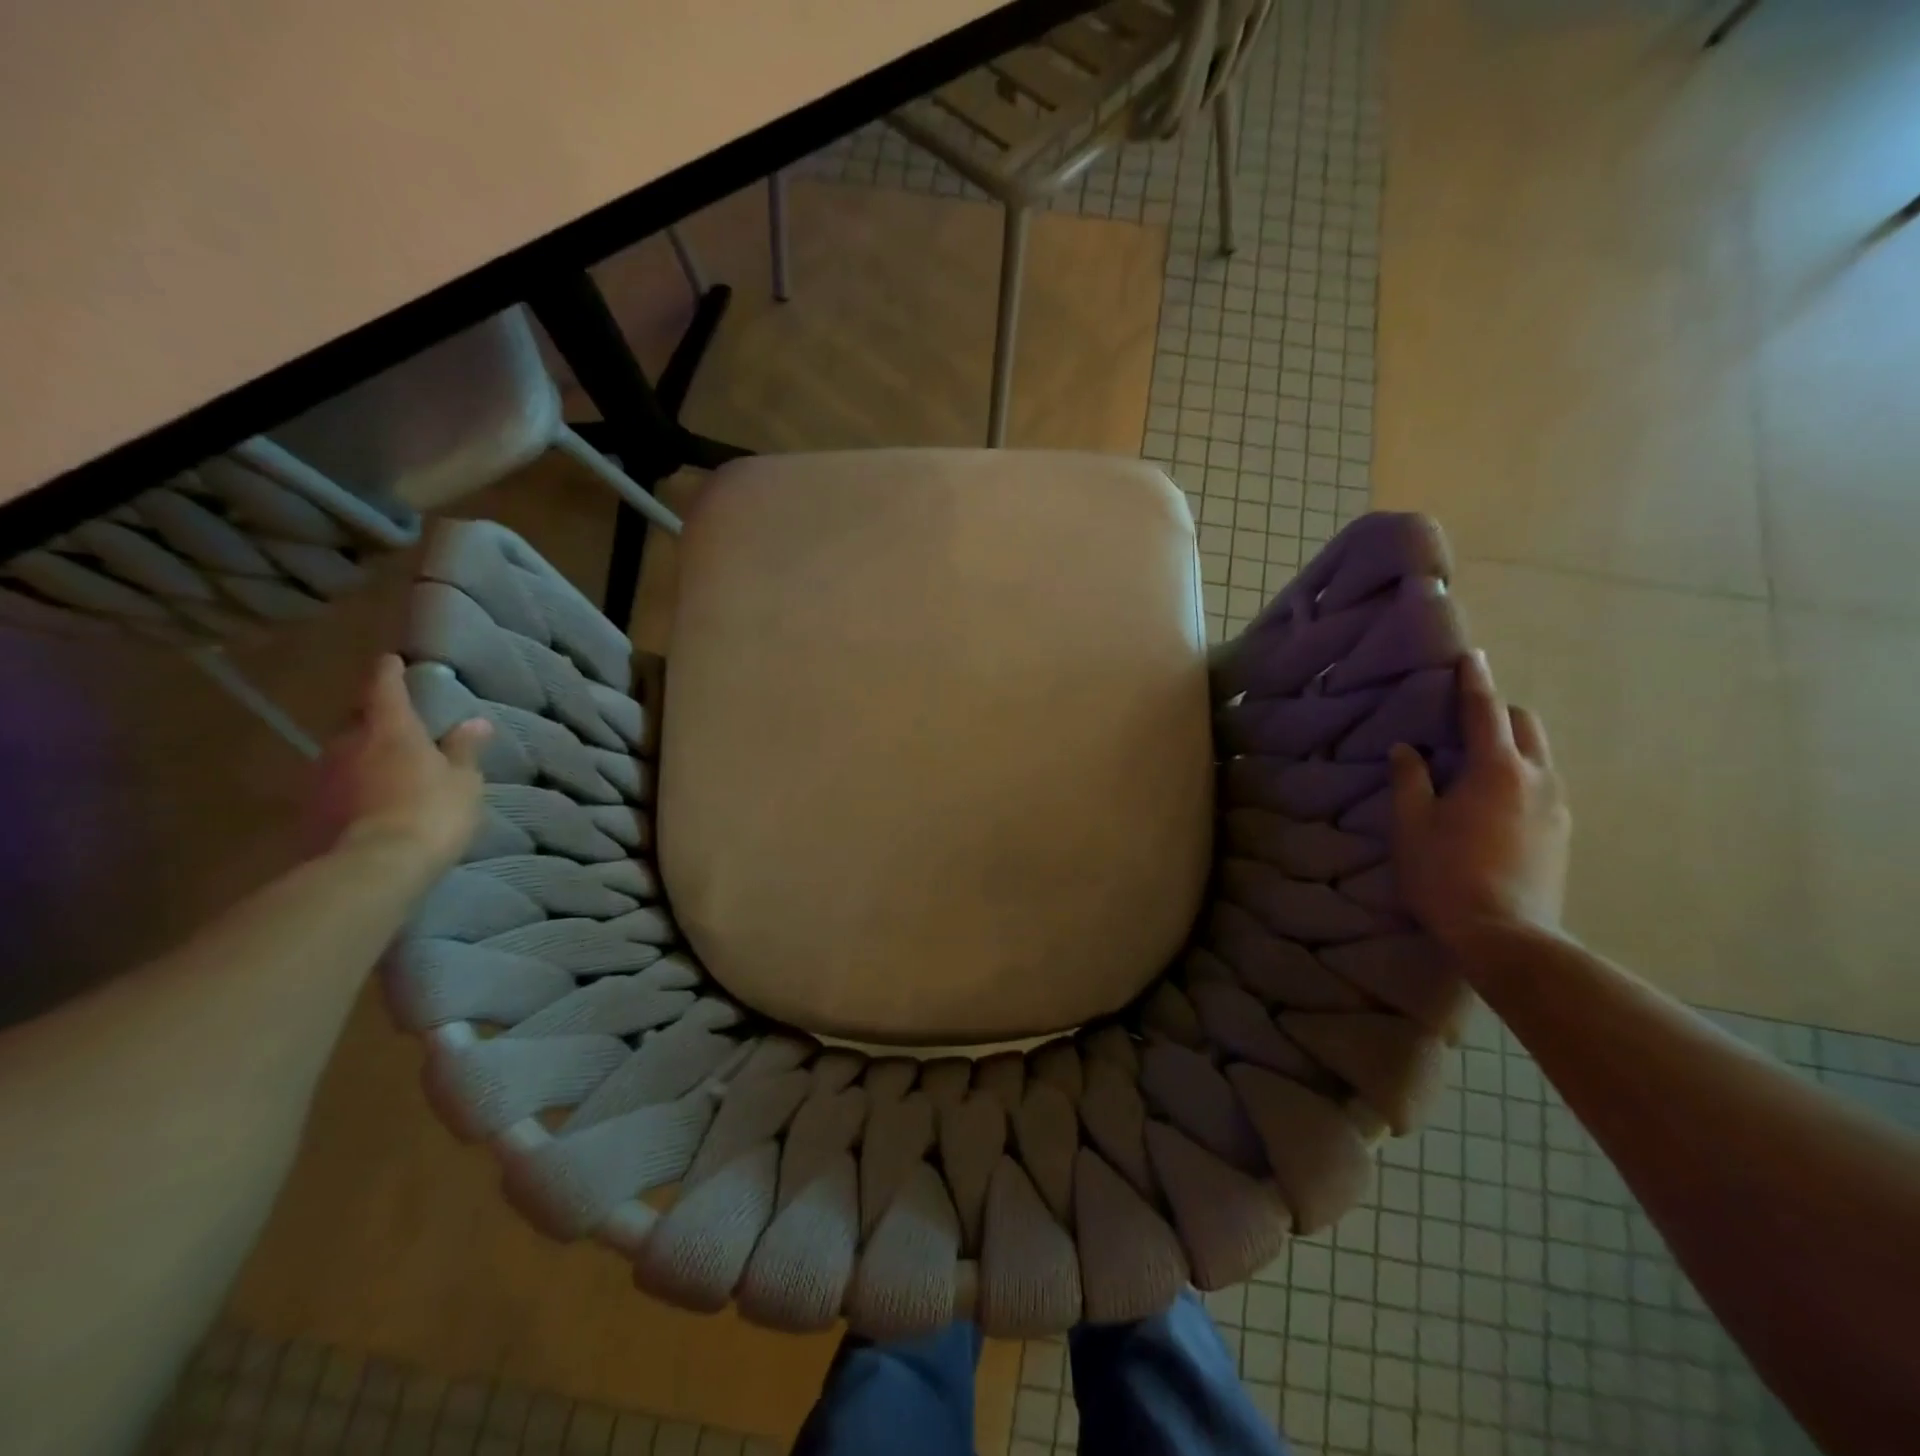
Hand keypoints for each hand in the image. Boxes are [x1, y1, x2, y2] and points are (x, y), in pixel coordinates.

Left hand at [313, 655, 491, 876]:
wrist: (375, 867)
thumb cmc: (432, 812)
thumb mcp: (464, 782)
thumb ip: (464, 751)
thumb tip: (475, 723)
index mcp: (390, 729)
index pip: (385, 688)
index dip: (389, 673)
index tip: (391, 660)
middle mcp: (349, 743)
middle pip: (357, 720)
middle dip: (374, 719)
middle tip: (395, 724)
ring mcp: (324, 777)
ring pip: (343, 753)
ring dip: (361, 755)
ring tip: (385, 766)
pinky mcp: (312, 810)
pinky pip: (336, 786)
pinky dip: (352, 786)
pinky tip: (370, 800)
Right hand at [1388, 651, 1570, 950]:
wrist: (1507, 935)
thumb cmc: (1446, 874)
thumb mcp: (1412, 825)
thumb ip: (1410, 780)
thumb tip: (1408, 750)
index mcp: (1495, 769)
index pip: (1484, 711)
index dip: (1474, 682)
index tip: (1472, 657)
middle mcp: (1536, 778)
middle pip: (1525, 725)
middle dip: (1499, 712)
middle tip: (1466, 718)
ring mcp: (1557, 806)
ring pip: (1539, 755)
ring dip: (1511, 745)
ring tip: (1477, 762)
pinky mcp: (1562, 833)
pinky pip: (1542, 785)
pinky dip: (1520, 775)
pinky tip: (1494, 801)